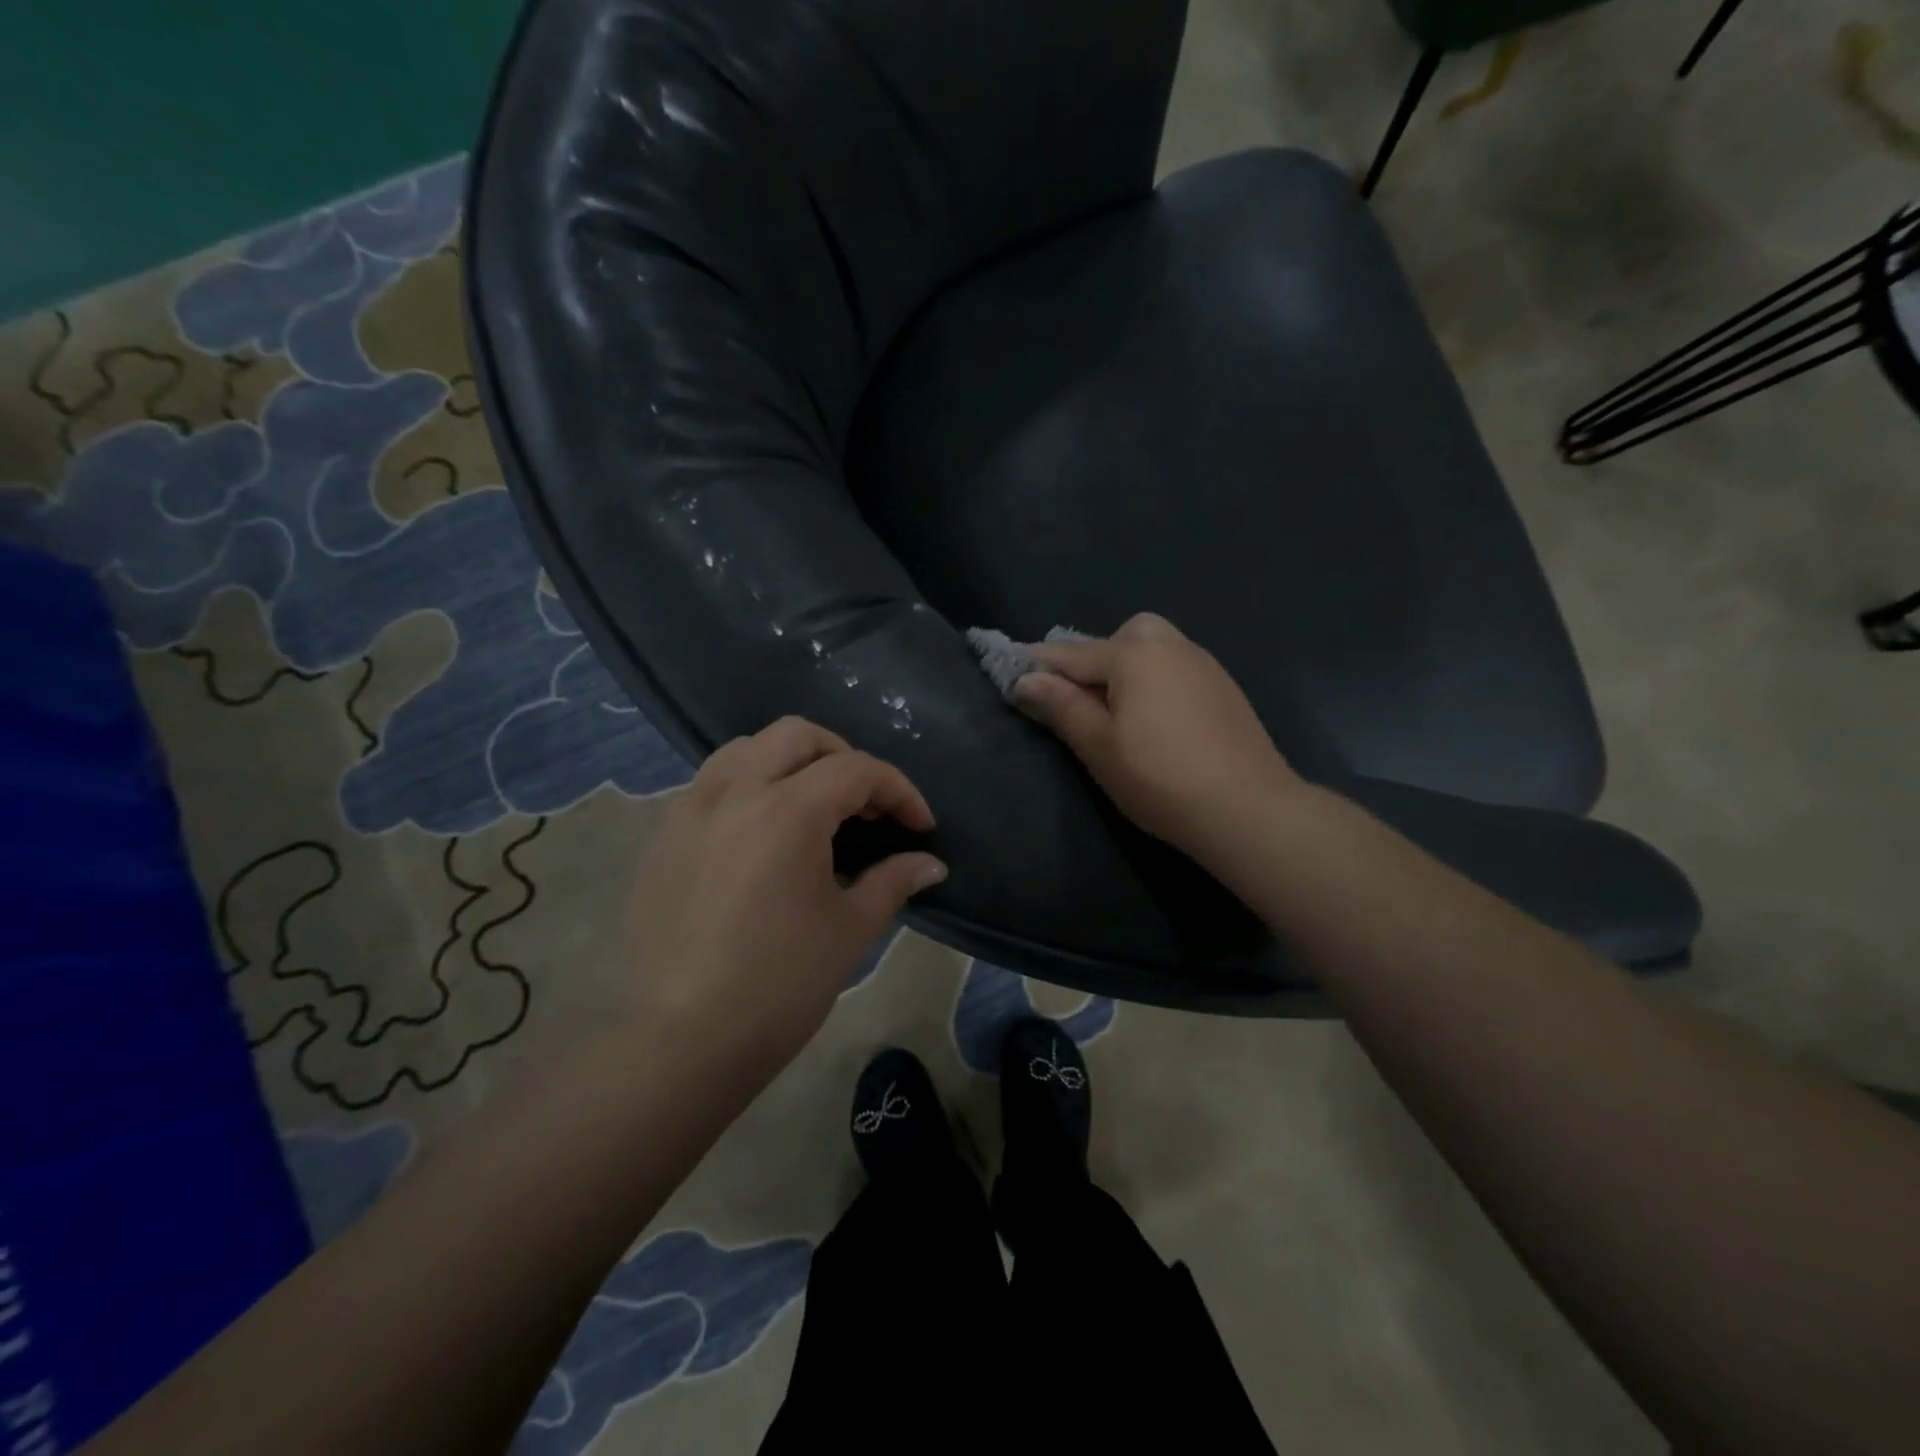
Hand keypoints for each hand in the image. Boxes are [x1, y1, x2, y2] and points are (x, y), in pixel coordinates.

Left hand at [622, 717, 946, 1084]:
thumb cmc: (778, 985)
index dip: (899, 791)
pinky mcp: (663, 838)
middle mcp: (734, 792)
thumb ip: (892, 881)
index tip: (920, 826)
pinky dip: (748, 786)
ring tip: (813, 806)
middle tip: (866, 805)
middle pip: (796, 735)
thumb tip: (931, 864)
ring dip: (790, 762)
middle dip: (843, 757)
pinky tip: (762, 834)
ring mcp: (689, 811)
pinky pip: (711, 784)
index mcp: (787, 811)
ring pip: (745, 749)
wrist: (680, 1042)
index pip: (856, 770)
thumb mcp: (849, 930)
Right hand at [1012, 613, 1303, 860]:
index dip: (1037, 665)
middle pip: (1118, 639)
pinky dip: (1154, 680)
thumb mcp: (1099, 747)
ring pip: (1151, 649)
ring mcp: (1202, 663)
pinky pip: (1175, 667)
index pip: (1070, 654)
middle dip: (1092, 660)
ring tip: (1118, 712)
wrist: (1248, 807)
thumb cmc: (1160, 778)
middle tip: (1081, 701)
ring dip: (1126, 668)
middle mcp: (1170, 645)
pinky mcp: (1223, 686)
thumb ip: (1061, 706)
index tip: (1009, 670)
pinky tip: (1157, 719)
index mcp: (1134, 655)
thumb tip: (1025, 679)